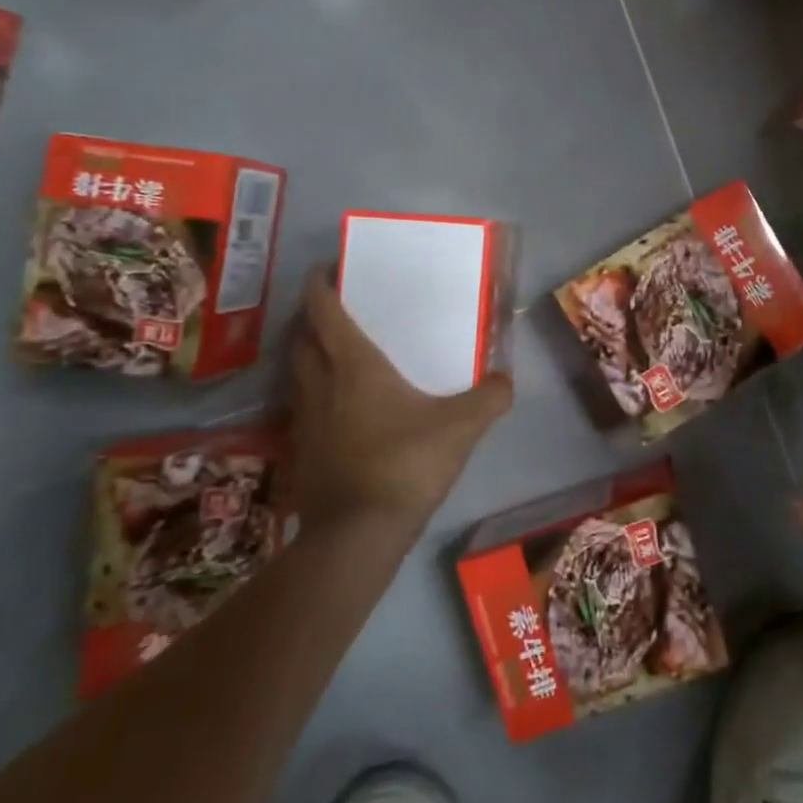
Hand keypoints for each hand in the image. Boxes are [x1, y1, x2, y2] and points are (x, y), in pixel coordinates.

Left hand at [289, 266, 512, 534]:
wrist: (358, 534)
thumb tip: (506, 379)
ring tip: (335, 350)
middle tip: (337, 307)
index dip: (321, 283)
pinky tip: (337, 405)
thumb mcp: (462, 427)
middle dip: (312, 315)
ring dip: (308, 352)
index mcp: (354, 365)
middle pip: (303, 336)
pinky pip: (302, 404)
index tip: (329, 267)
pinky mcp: (301, 450)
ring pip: (297, 371)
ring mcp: (304, 419)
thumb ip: (490, 397)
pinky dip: (313, 390)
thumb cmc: (406, 464)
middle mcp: (321, 383)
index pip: (323, 310)